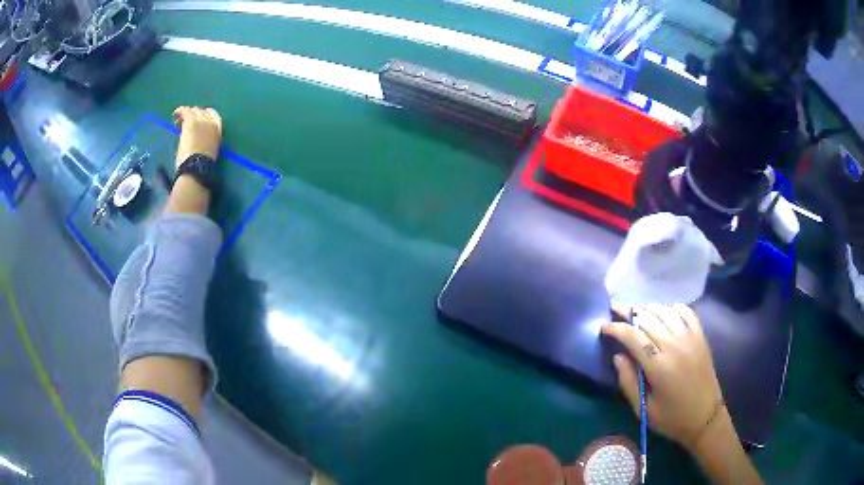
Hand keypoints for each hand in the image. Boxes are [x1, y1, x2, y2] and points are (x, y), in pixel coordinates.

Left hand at [173, 106, 222, 168]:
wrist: (197, 166)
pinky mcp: (192, 121)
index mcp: (218, 132)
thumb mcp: (207, 151)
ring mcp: (202, 121)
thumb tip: (194, 136)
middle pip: (203, 112)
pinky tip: (175, 113)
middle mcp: (212, 123)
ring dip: (187, 115)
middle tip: (186, 121)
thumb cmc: (200, 164)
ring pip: (194, 111)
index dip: (207, 115)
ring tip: (179, 121)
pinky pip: (185, 111)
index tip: (199, 117)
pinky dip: (180, 111)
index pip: (215, 117)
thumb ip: (203, 140)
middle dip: (195, 114)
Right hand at [602, 303, 723, 449]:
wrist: (705, 416)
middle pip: (648, 318)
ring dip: (647, 307)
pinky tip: (663, 311)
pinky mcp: (700, 336)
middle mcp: (675, 345)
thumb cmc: (672, 418)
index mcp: (659, 366)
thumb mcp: (644, 409)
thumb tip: (618, 356)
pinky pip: (685, 311)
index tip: (604, 326)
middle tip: (614, 309)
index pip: (633, 337)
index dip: (616, 328)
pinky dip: (671, 306)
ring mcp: (690, 338)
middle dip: (628, 311)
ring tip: (635, 309)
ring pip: (665, 311)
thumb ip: (628, 382)